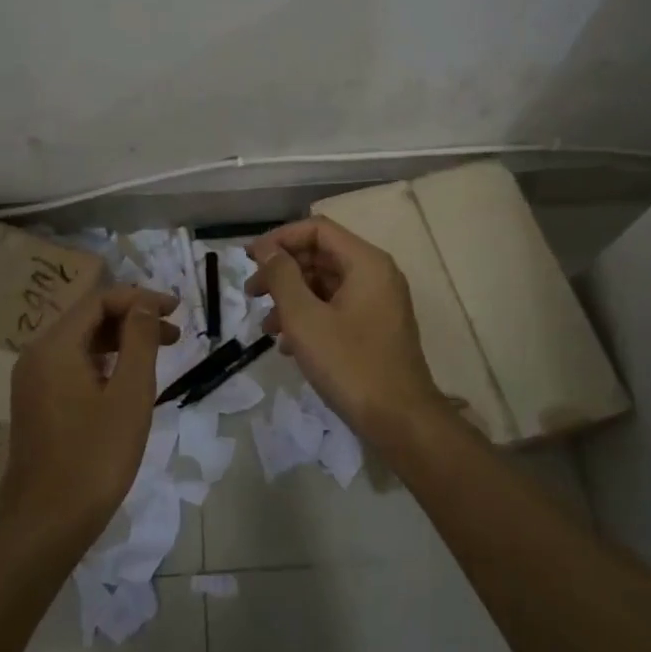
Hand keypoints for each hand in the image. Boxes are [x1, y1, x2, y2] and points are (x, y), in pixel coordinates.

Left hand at [0, 285, 179, 545]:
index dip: (140, 298)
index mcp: (54, 346)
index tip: (176, 310)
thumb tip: (145, 304)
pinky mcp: (38, 404)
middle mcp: (37, 355)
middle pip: (88, 318)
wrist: (44, 526)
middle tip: (174, 333)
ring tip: (159, 353)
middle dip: (133, 318)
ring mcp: (33, 381)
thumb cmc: (94, 457)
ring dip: (121, 341)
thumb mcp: (129, 395)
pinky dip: (104, 362)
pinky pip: (73, 366)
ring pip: (81, 343)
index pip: (99, 300)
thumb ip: (140, 341)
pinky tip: (128, 380)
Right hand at [246, 218, 447, 442]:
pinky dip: (310, 317)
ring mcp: (378, 302)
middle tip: (251, 293)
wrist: (400, 421)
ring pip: (326, 284)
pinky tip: (288, 344)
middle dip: (282, 271)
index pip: (317, 229)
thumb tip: (266, 249)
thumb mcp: (305, 318)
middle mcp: (376, 274)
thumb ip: (282, 277)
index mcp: (366, 263)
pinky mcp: (375, 328)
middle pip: (321, 255)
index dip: (280, 239)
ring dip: (292, 298)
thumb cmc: (350, 364)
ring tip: (266, 326)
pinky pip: (336, 308)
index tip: (249, 258)